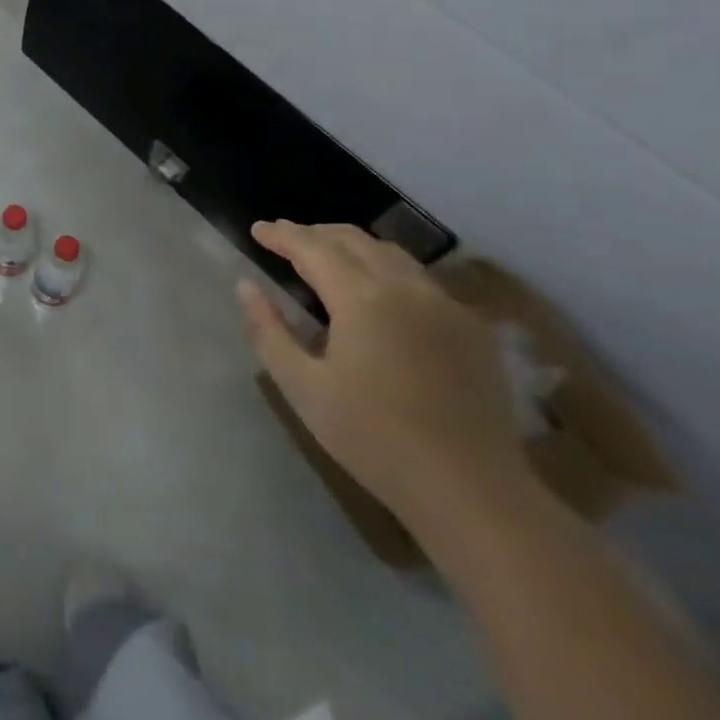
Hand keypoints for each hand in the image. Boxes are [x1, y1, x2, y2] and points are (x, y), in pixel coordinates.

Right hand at [238, 222, 535, 538]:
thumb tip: (246, 287)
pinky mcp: (472, 328)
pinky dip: (387, 270)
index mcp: (362, 298)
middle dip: (315, 233)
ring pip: (392, 255)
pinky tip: (379, 293)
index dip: (282, 235)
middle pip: (354, 240)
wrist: (470, 489)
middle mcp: (407, 288)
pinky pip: (421, 280)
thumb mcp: (302, 387)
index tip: (257, 229)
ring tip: (327, 257)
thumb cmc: (373, 438)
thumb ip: (269, 331)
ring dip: (353, 246)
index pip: (313, 248)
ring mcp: (446, 305)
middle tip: (286, 239)